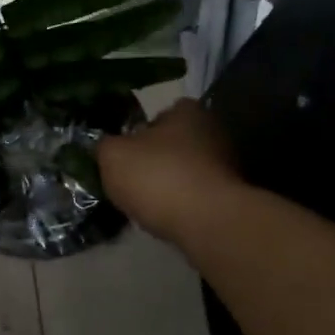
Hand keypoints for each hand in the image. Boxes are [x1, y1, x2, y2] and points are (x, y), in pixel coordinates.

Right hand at [98, 99, 241, 246]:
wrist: (206, 223)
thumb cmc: (157, 177)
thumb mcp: (112, 156)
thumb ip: (104, 145)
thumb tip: (106, 146)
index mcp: (187, 111)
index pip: (158, 115)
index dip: (138, 133)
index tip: (124, 154)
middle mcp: (213, 131)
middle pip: (173, 144)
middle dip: (154, 160)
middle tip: (130, 180)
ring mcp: (226, 165)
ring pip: (185, 171)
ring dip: (168, 184)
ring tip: (146, 204)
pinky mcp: (230, 196)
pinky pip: (196, 196)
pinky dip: (182, 204)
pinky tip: (166, 218)